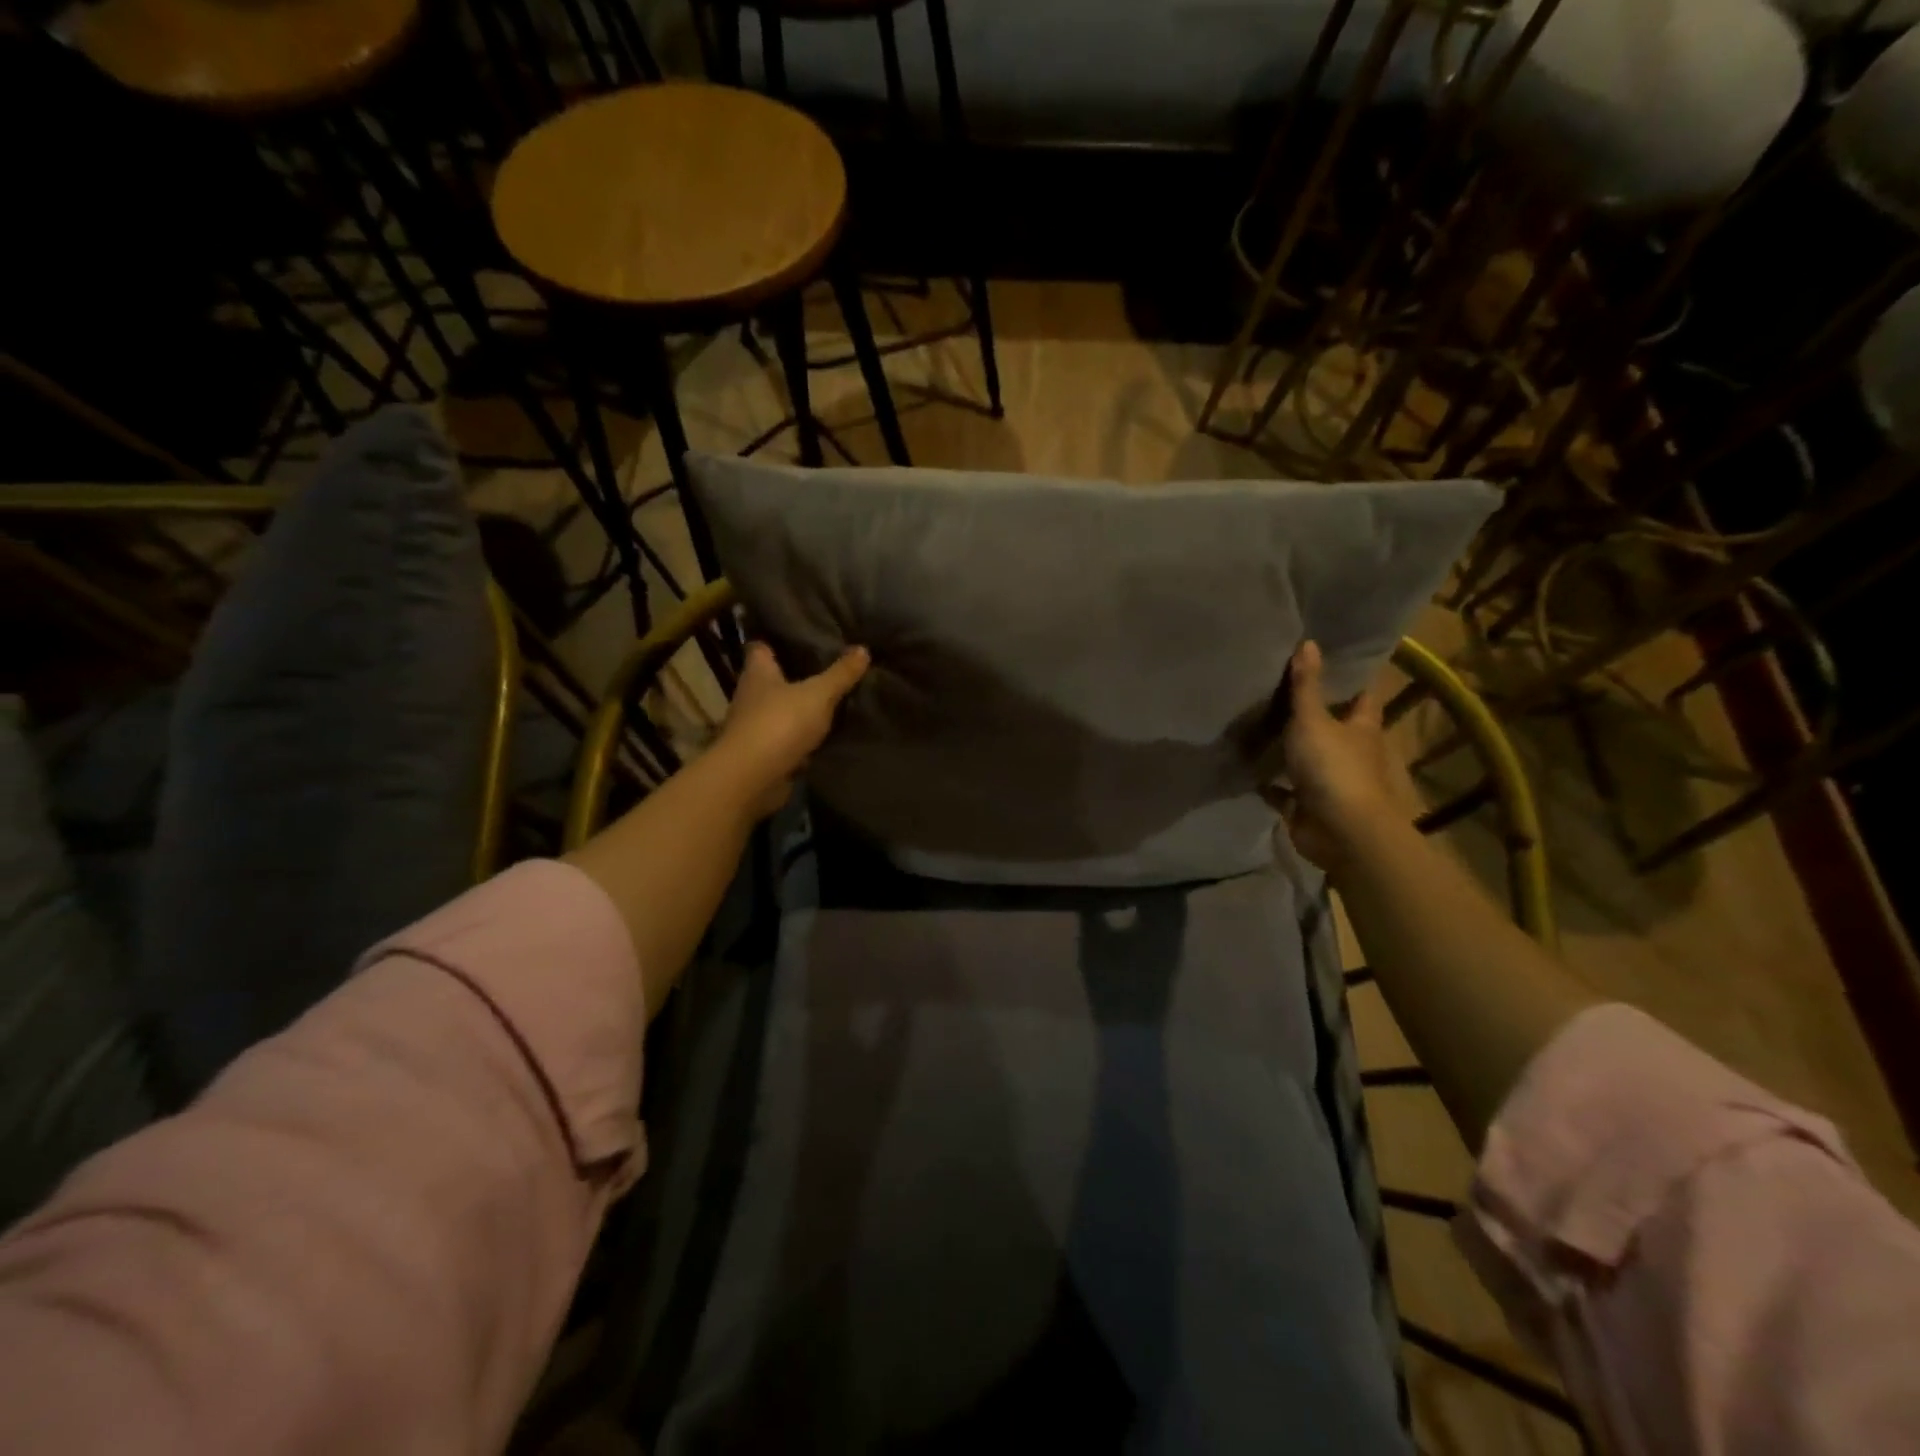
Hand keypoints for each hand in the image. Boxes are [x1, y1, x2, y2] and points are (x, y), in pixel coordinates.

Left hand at [710, 641, 869, 817]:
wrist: (753, 778)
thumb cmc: (780, 723)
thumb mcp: (819, 694)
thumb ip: (840, 674)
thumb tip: (863, 648)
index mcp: (757, 673)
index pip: (760, 647)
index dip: (776, 639)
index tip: (798, 634)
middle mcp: (750, 696)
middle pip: (772, 679)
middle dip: (794, 674)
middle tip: (827, 665)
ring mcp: (755, 727)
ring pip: (780, 710)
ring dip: (799, 708)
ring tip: (832, 699)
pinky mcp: (763, 754)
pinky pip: (786, 739)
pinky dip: (802, 738)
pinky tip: (825, 735)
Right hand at [1278, 640, 1415, 872]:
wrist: (1339, 831)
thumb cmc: (1333, 767)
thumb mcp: (1313, 720)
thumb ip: (1307, 685)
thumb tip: (1309, 642)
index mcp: (1361, 728)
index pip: (1361, 696)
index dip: (1349, 679)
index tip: (1328, 660)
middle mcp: (1349, 752)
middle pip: (1334, 727)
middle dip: (1314, 712)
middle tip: (1280, 689)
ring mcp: (1329, 781)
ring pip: (1308, 759)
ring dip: (1290, 749)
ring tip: (1258, 724)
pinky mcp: (1307, 805)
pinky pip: (1285, 791)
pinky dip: (1270, 783)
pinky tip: (1248, 769)